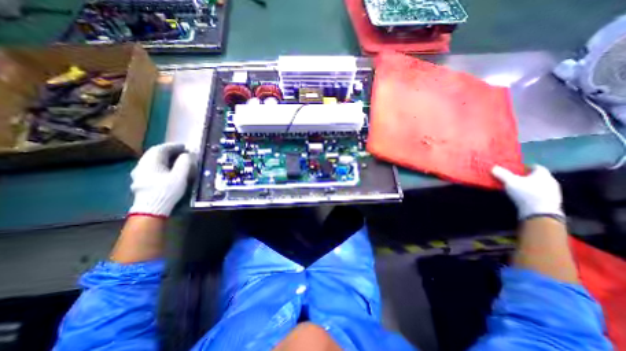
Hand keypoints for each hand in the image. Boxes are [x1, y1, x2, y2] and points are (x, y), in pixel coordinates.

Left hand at [129, 143, 192, 215]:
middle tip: (182, 152)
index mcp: (150, 162)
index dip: (174, 146)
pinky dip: (161, 165)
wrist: (152, 209)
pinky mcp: (141, 182)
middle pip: (155, 154)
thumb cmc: (167, 190)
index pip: (161, 148)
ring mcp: (139, 174)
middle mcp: (141, 166)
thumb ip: (184, 163)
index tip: (185, 147)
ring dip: (165, 158)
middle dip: (169, 151)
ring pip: (152, 161)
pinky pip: (152, 168)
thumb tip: (187, 154)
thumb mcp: (180, 176)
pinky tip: (168, 170)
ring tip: (177, 160)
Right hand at [492, 163, 564, 219]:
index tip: (516, 168)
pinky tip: (522, 197)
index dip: (525, 167)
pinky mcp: (550, 202)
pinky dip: (531, 194)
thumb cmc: (526, 193)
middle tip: (513, 177)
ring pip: (539, 186)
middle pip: (537, 176)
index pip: (536, 167)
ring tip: (516, 188)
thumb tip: (494, 167)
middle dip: (526, 177)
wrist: (540, 213)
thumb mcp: (510, 182)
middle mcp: (550, 181)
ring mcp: (552, 193)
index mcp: (543, 174)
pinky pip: (539, 194)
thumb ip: (502, 174)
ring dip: (529, 186)